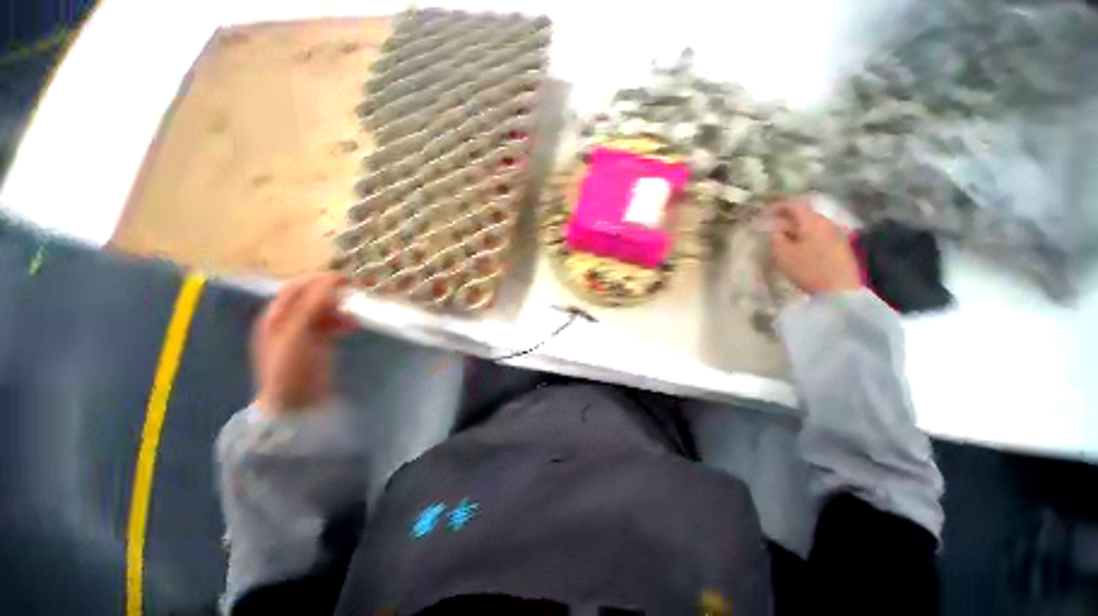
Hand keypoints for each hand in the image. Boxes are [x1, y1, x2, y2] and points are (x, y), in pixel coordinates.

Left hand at [252, 273, 357, 415]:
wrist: (294, 403)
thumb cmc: (290, 367)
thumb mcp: (297, 333)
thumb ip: (312, 306)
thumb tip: (331, 281)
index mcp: (275, 316)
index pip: (297, 288)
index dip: (319, 280)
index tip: (345, 278)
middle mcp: (287, 321)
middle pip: (311, 298)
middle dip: (332, 295)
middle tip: (353, 296)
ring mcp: (302, 333)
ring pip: (323, 311)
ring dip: (339, 310)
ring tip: (354, 317)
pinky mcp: (317, 344)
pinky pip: (331, 325)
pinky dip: (341, 323)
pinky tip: (352, 327)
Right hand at [769, 199, 861, 294]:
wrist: (840, 289)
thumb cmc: (808, 269)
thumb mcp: (783, 254)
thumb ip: (776, 238)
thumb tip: (775, 228)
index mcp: (812, 221)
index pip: (794, 204)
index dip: (777, 206)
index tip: (764, 213)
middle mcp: (826, 222)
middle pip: (804, 213)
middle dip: (786, 217)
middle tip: (771, 226)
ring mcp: (836, 233)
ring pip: (812, 224)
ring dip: (796, 227)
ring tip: (783, 238)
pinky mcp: (840, 245)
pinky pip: (818, 233)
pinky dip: (805, 235)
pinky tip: (798, 246)